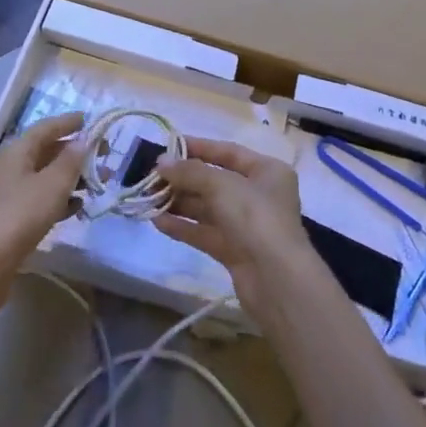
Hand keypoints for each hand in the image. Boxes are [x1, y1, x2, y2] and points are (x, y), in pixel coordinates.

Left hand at [0, 112, 86, 265]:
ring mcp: (11, 194)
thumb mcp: (52, 184)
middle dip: (77, 153)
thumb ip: (71, 160)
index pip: (47, 127)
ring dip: (73, 178)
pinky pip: (42, 200)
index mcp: (18, 150)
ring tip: (99, 183)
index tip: (91, 120)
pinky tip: (78, 208)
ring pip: (47, 177)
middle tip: (104, 156)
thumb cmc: (20, 214)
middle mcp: (12, 167)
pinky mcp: (14, 219)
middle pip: (48, 152)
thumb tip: (83, 140)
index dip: (69, 122)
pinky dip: (61, 200)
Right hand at [153, 137, 306, 315]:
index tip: (169, 146)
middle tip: (152, 177)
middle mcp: (259, 195)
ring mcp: (247, 225)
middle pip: (215, 181)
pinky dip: (184, 227)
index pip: (228, 152)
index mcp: (267, 171)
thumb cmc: (255, 217)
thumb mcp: (222, 185)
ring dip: (180, 203)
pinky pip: (205, 232)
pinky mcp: (235, 251)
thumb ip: (190, 172)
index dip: (199, 147)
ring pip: (208, 208)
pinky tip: (158, 222)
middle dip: (184, 179)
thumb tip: (162, 161)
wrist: (276, 280)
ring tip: (149, 198)